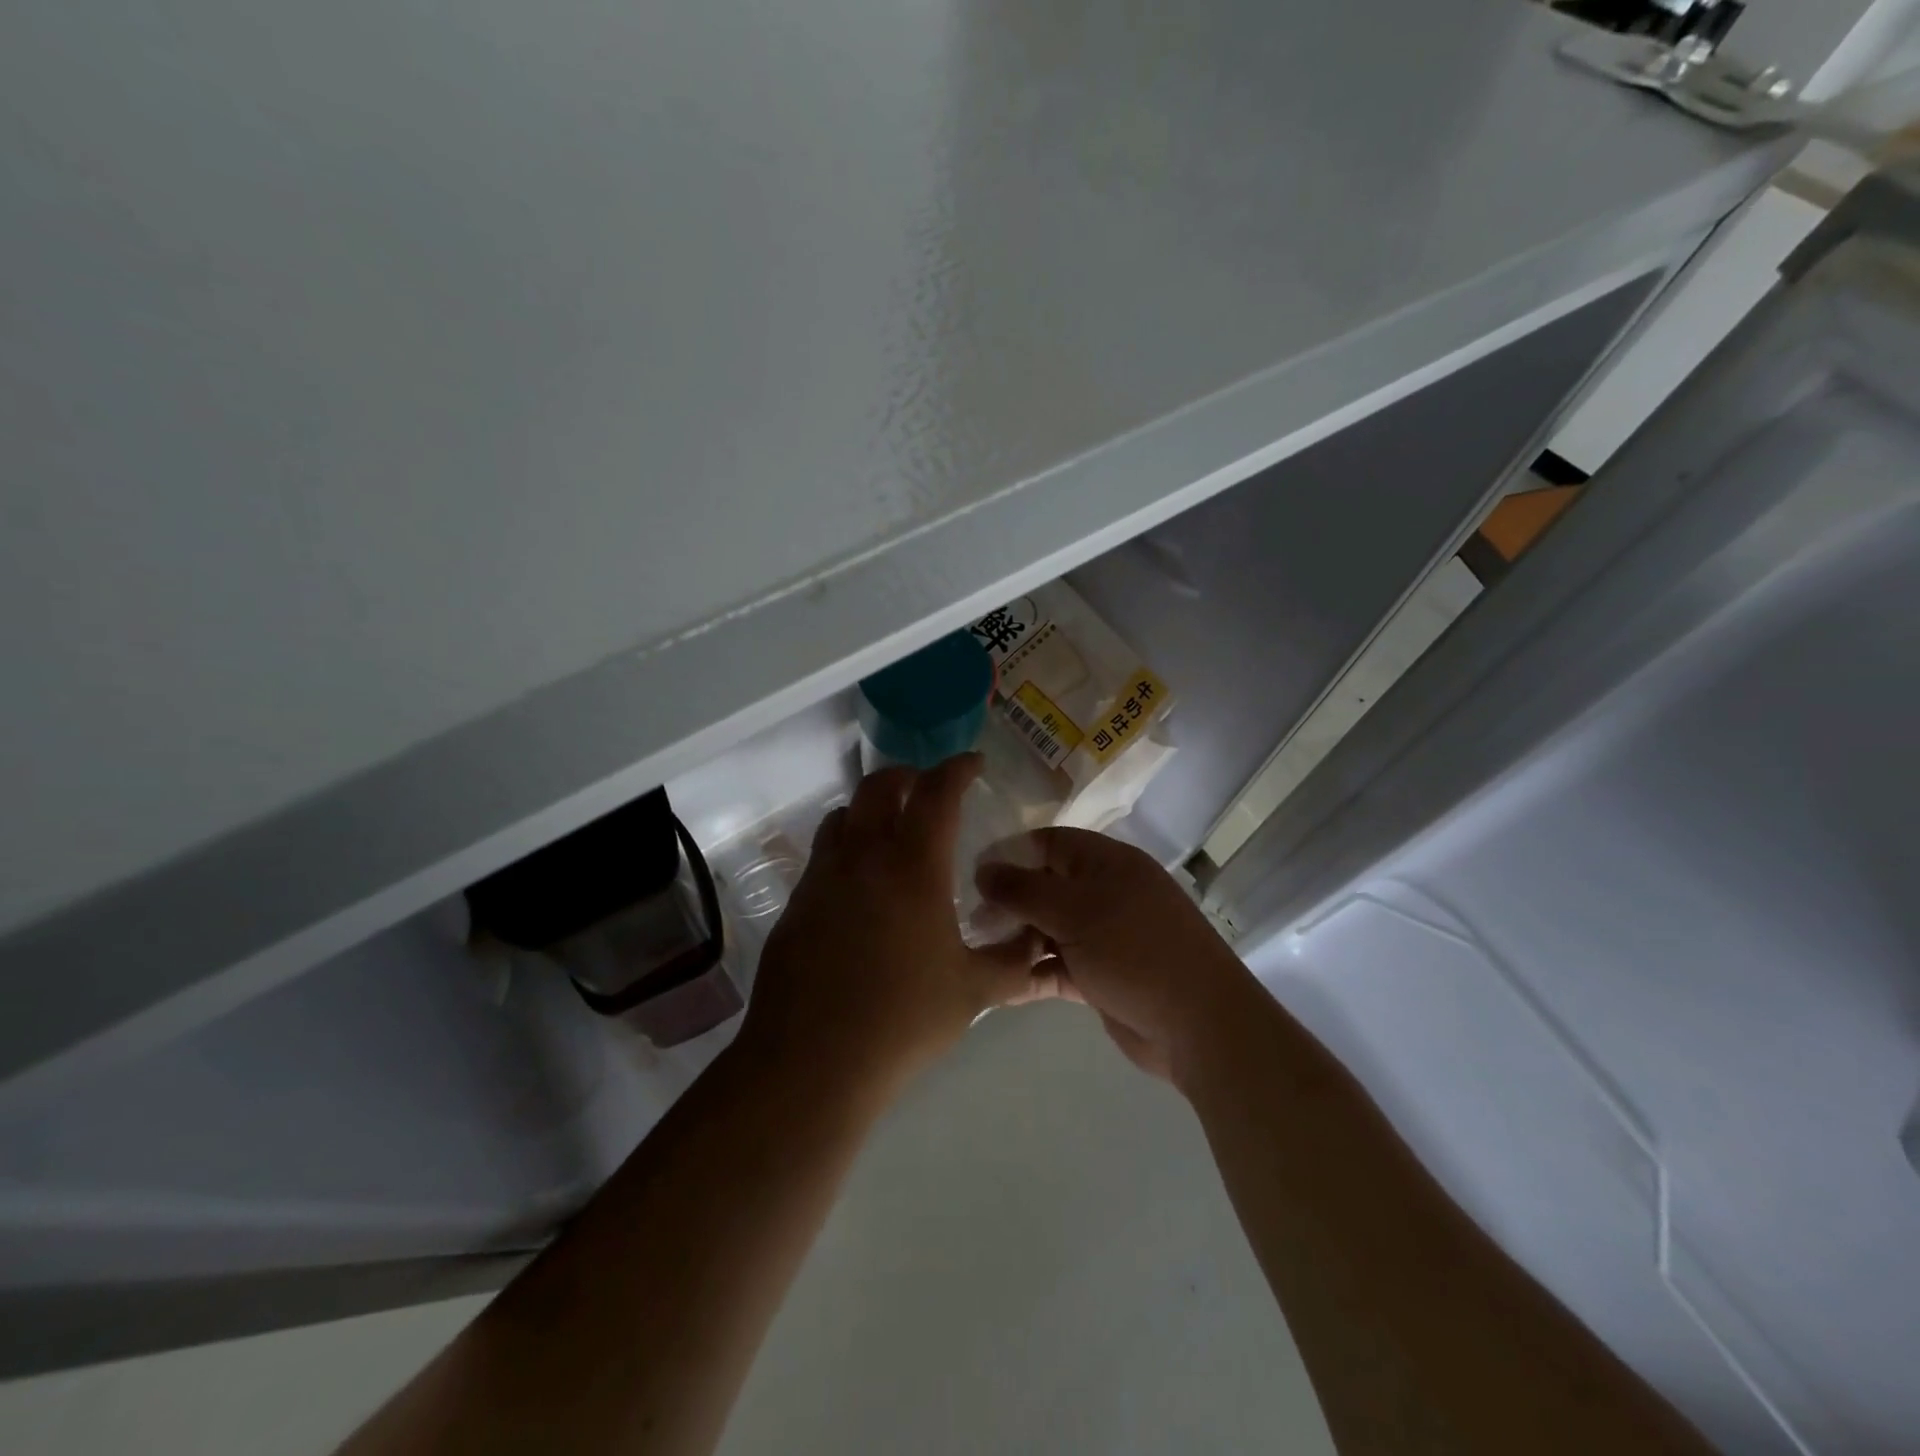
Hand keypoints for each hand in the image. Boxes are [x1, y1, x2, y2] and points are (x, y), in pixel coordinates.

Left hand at [737, 755, 1057, 1104]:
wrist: (812, 1061)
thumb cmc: (903, 1020)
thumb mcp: (974, 991)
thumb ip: (1015, 961)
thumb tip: (1040, 941)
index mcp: (913, 866)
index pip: (937, 793)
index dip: (958, 769)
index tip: (972, 764)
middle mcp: (863, 857)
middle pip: (879, 786)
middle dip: (908, 776)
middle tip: (930, 790)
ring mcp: (822, 877)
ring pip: (843, 815)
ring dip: (870, 808)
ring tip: (892, 832)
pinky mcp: (796, 904)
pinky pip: (823, 854)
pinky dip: (846, 847)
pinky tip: (861, 887)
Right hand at [975, 828, 1257, 1088]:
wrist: (1198, 1025)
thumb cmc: (1135, 950)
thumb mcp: (1074, 911)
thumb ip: (1023, 889)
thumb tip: (982, 869)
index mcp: (1106, 863)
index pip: (1049, 843)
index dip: (1010, 854)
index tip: (971, 873)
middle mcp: (1104, 893)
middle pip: (1045, 886)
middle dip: (1009, 901)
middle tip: (969, 920)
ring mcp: (1103, 936)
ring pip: (1048, 928)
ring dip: (1016, 938)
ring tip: (974, 950)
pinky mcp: (1100, 975)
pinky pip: (1056, 965)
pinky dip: (1031, 972)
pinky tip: (997, 983)